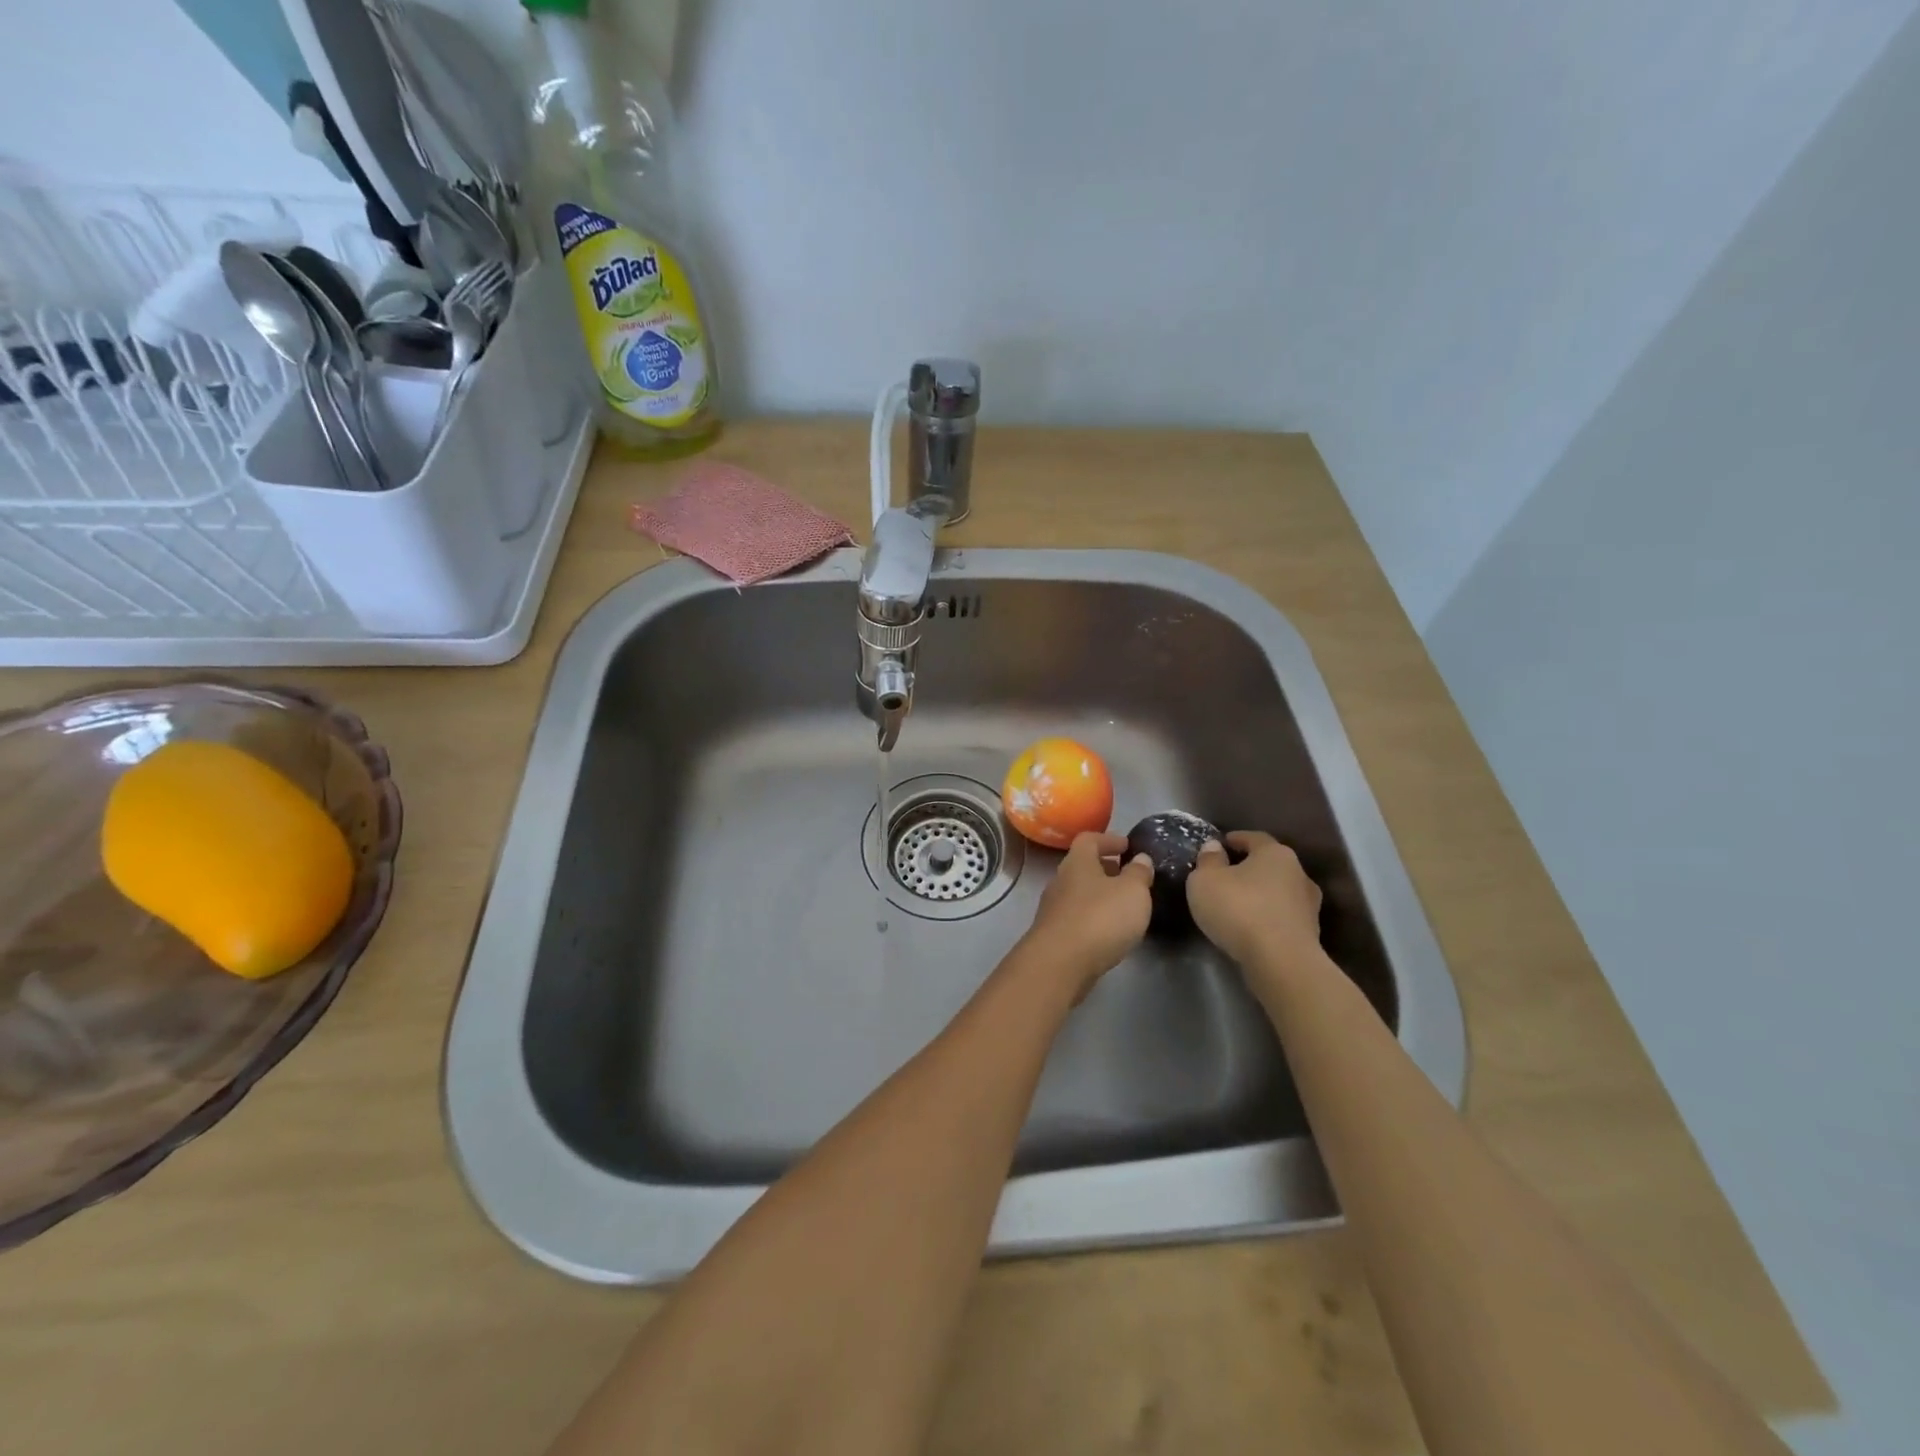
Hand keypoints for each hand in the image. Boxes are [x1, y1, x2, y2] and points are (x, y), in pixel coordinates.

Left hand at [1020, 832, 1154, 997]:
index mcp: (1077, 862)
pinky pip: (1075, 916)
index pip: (1089, 839)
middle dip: (1105, 868)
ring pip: (1078, 893)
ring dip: (1099, 894)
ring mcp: (1053, 908)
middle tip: (1127, 876)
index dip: (1109, 839)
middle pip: (1082, 866)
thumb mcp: (1133, 891)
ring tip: (1123, 905)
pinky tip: (1108, 931)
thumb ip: (1139, 873)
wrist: (1060, 963)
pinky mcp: (1053, 934)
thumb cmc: (1100, 918)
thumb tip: (1140, 858)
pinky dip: (1092, 917)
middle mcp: (1060, 880)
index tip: (1127, 846)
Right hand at [1186, 831, 1324, 978]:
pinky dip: (1267, 918)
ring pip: (1279, 892)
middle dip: (1249, 868)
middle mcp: (1298, 874)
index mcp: (1275, 854)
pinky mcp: (1310, 934)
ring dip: (1261, 895)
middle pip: (1269, 865)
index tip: (1221, 844)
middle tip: (1226, 875)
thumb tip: (1215, 847)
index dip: (1235, 839)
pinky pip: (1282, 917)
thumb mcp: (1206, 880)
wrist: (1281, 962)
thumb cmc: (1239, 910)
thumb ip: (1208, 861)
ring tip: (1238, 905)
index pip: (1254, 838)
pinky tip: (1251, 927)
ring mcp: (1309, 906)